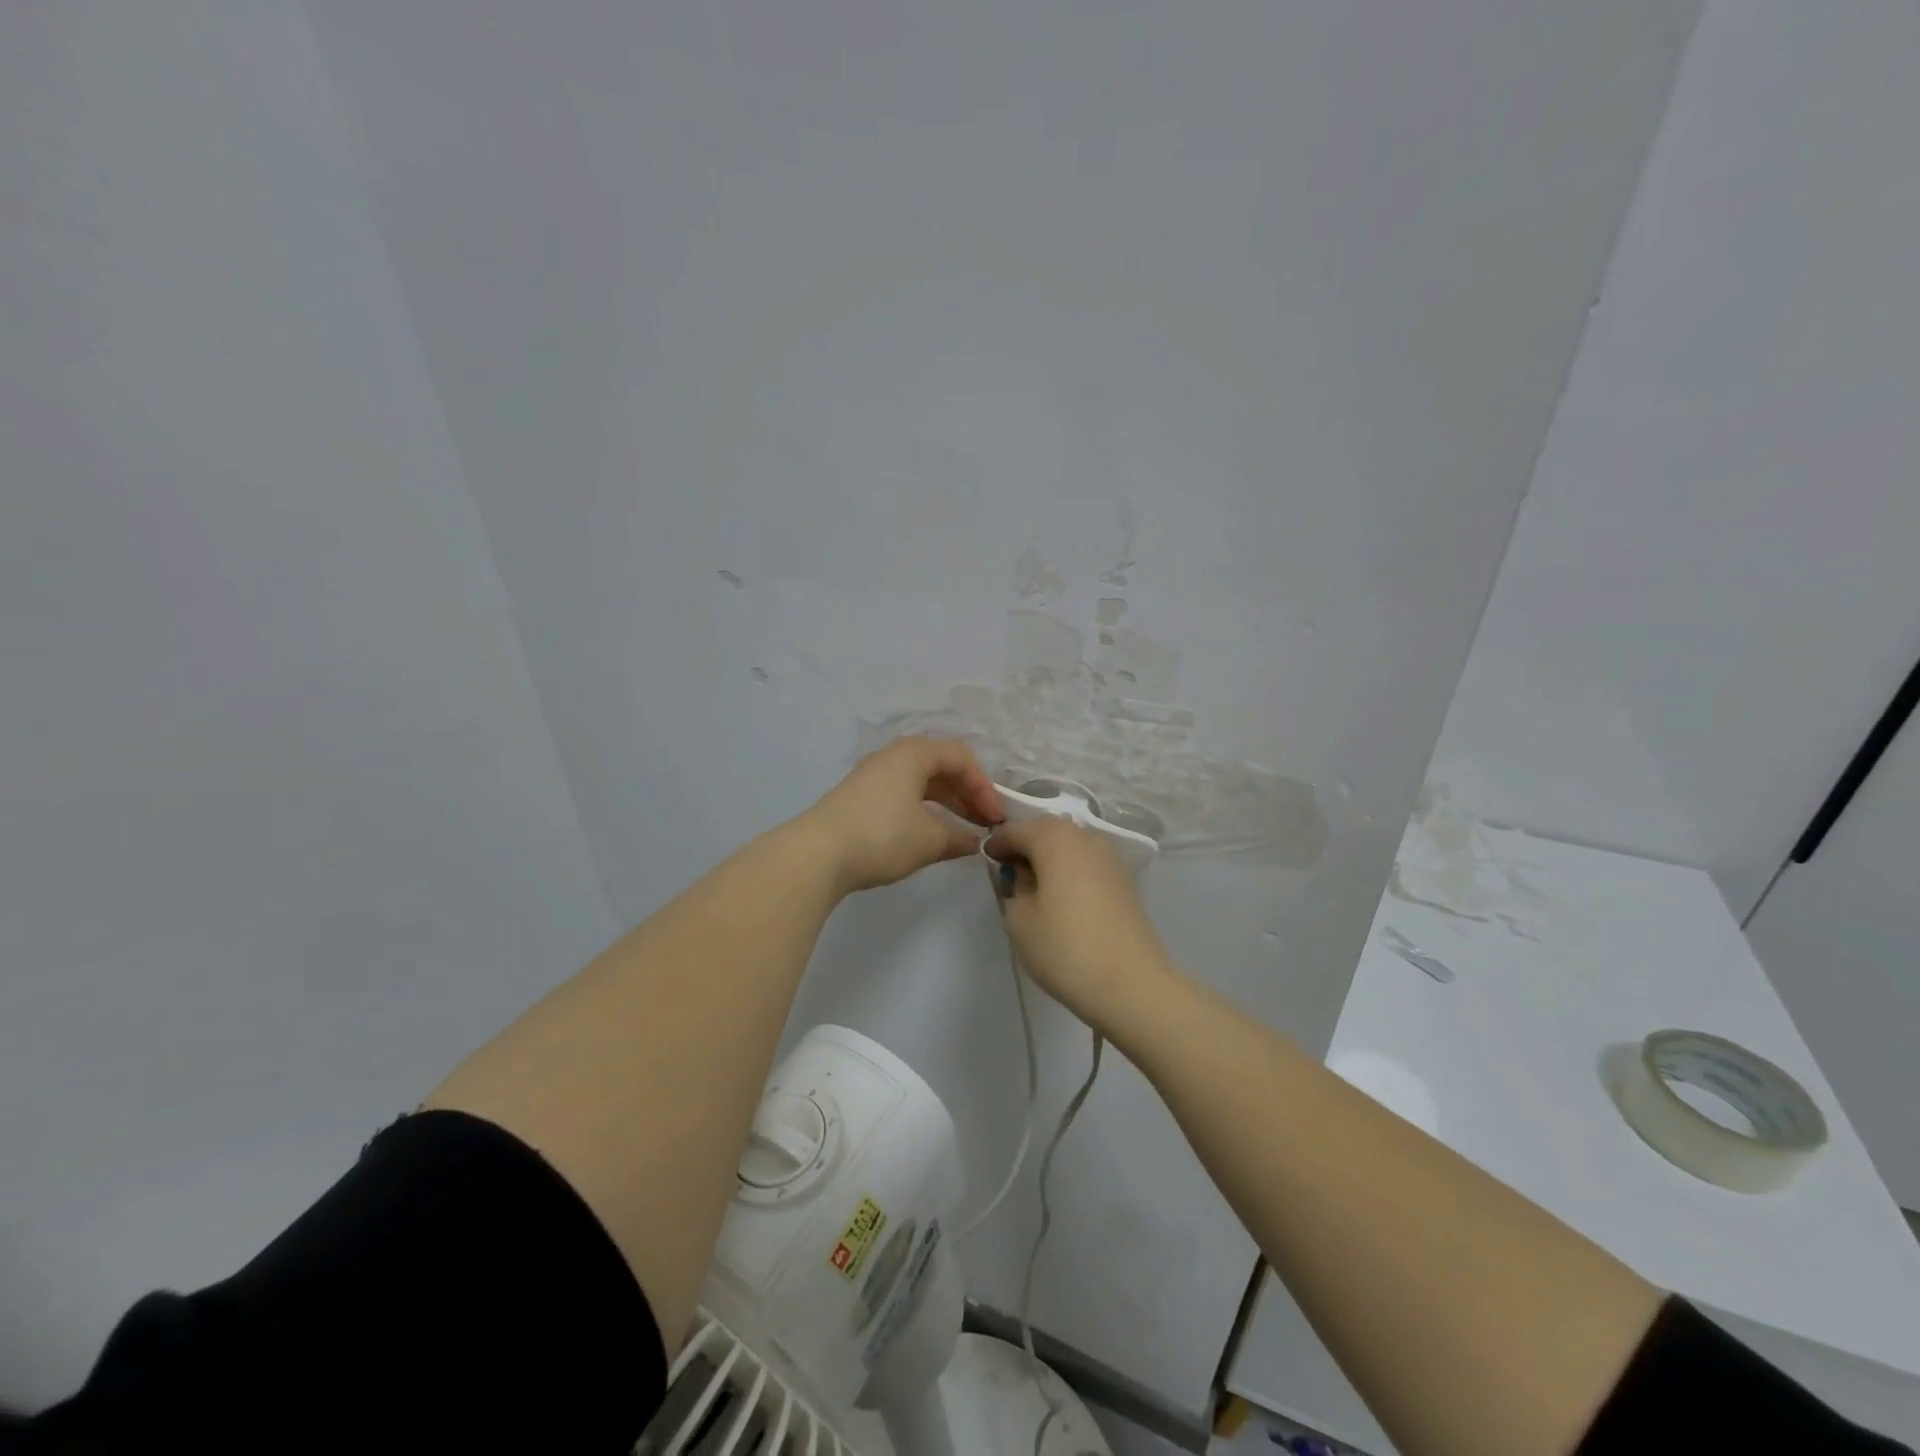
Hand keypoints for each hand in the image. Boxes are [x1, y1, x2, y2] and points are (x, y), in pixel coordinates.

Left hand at [800, 737, 1005, 895]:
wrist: (816, 855)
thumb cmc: (882, 836)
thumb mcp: (930, 839)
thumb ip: (959, 837)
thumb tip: (974, 841)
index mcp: (912, 754)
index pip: (960, 758)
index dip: (984, 787)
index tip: (996, 819)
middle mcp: (892, 758)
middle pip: (940, 767)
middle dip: (967, 795)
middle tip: (984, 825)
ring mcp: (872, 778)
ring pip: (920, 783)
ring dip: (946, 805)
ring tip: (963, 833)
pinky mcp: (859, 800)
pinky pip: (903, 796)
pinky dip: (924, 812)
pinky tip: (931, 837)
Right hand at [984, 816, 1178, 1027]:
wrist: (1132, 984)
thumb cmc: (1065, 949)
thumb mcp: (1019, 919)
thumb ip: (1015, 887)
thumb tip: (1025, 876)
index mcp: (1054, 838)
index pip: (1016, 829)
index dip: (997, 842)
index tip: (986, 859)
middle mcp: (1085, 837)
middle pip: (1047, 830)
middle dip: (1026, 844)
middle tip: (1008, 869)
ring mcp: (1110, 858)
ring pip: (1070, 845)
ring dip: (1050, 857)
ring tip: (1035, 885)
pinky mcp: (1125, 881)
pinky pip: (1087, 863)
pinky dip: (1070, 870)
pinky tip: (1062, 896)